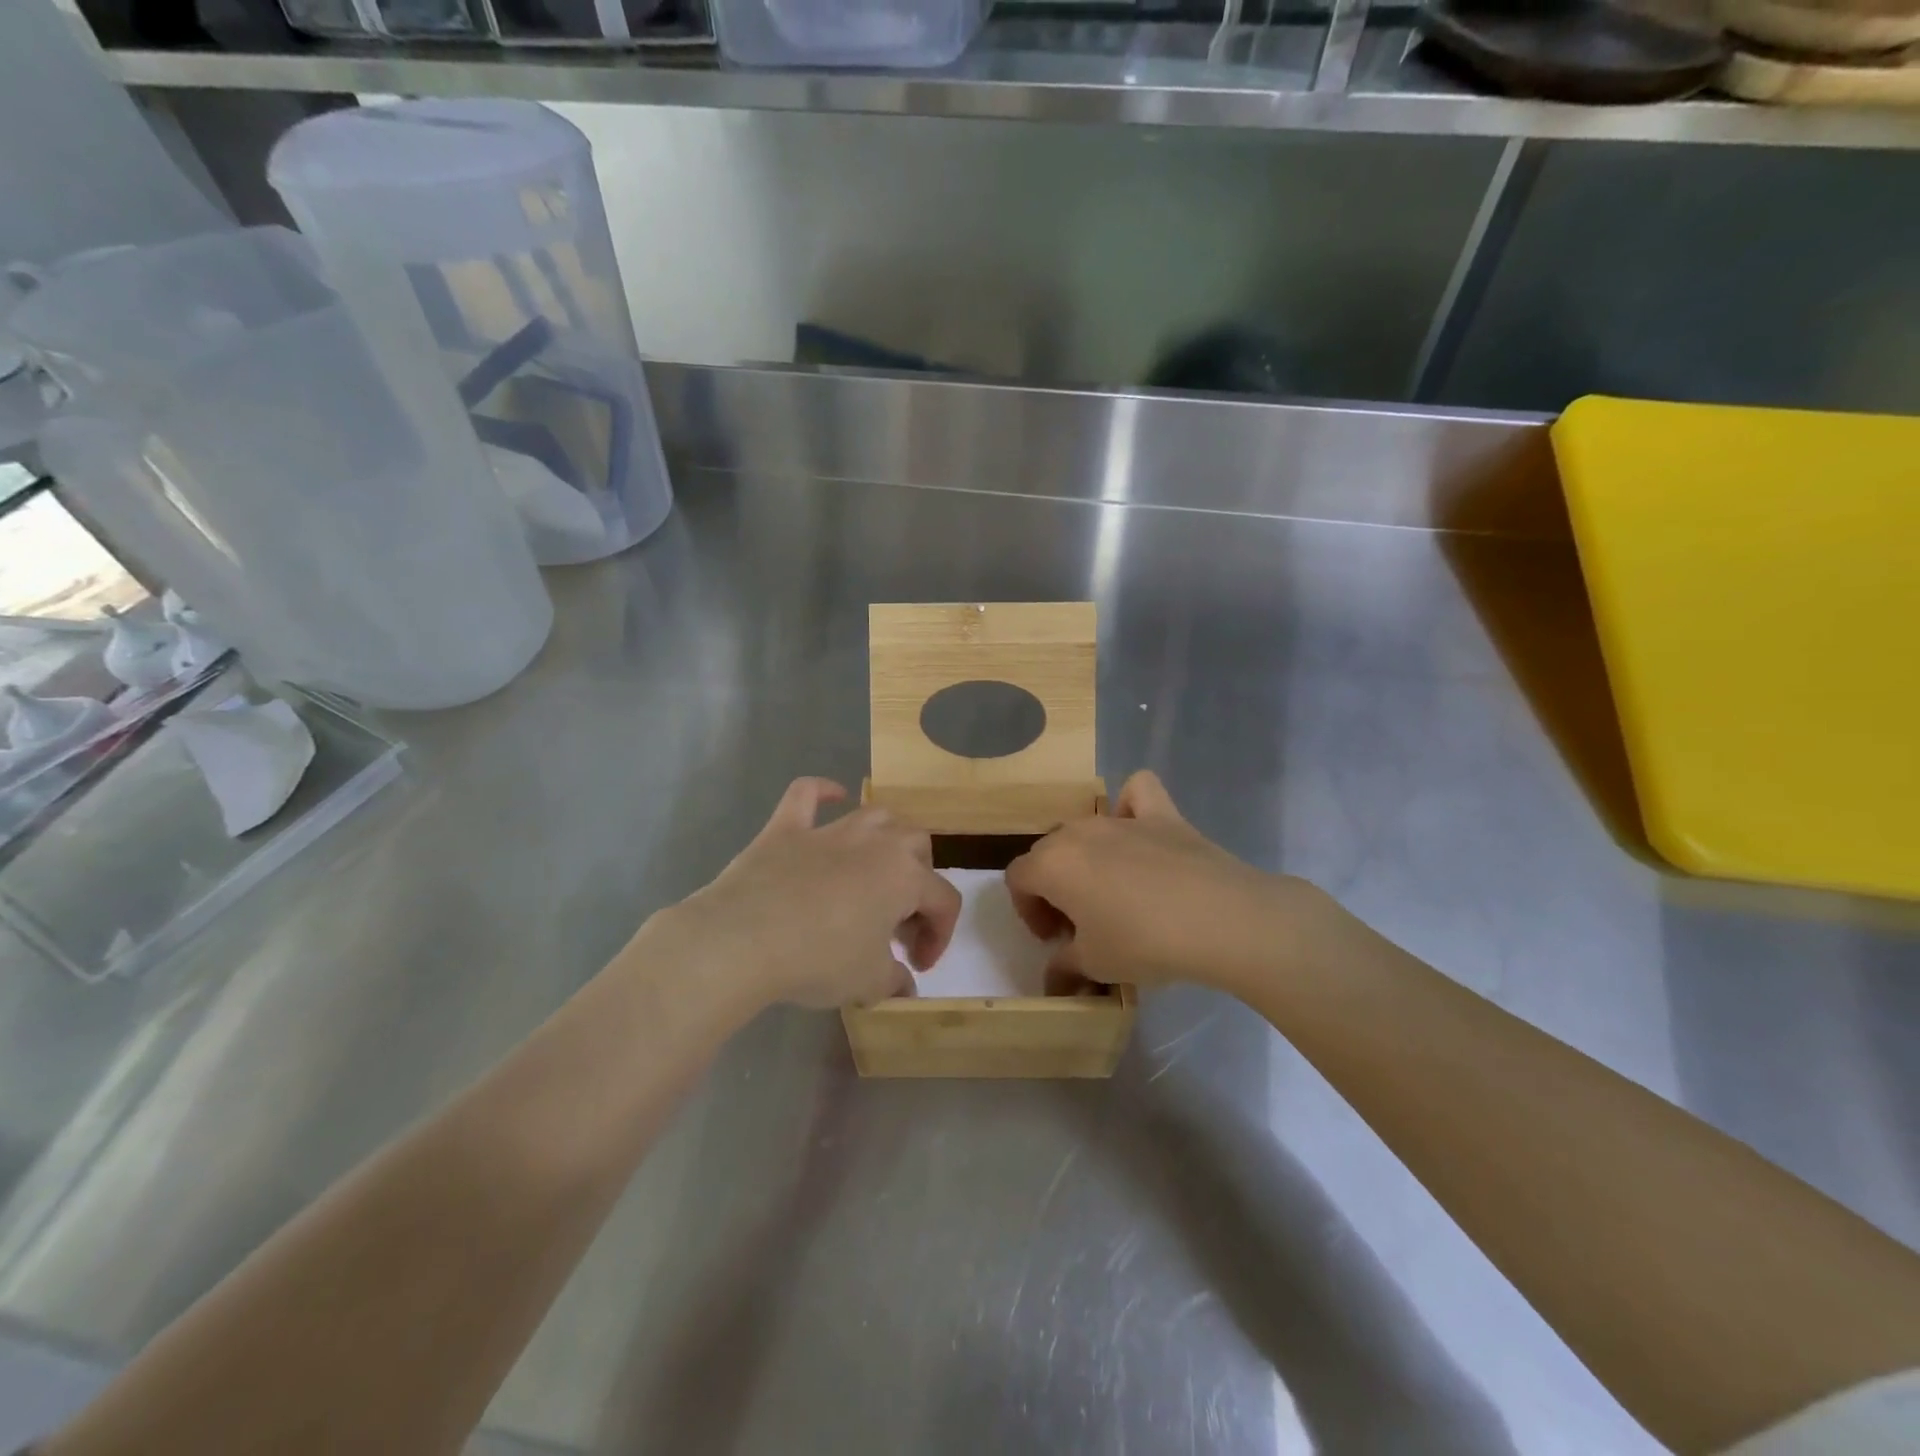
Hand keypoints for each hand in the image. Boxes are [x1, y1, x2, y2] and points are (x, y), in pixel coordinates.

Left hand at [654, 778, 962, 1010]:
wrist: (744, 940)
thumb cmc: (818, 960)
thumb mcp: (868, 982)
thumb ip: (894, 980)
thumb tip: (902, 984)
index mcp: (905, 877)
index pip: (944, 901)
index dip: (939, 936)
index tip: (917, 966)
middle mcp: (876, 843)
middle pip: (918, 846)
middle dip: (919, 879)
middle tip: (897, 919)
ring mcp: (829, 830)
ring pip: (875, 815)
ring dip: (886, 838)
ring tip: (876, 868)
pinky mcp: (786, 828)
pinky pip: (807, 794)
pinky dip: (822, 791)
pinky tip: (832, 796)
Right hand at [1005, 770, 1328, 993]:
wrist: (1221, 919)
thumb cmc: (1144, 943)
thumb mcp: (1094, 966)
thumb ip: (1063, 967)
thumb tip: (1053, 977)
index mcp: (1052, 864)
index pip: (1017, 878)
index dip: (1027, 910)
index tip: (1053, 938)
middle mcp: (1079, 831)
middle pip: (1048, 852)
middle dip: (1053, 887)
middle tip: (1079, 924)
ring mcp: (1122, 818)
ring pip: (1085, 828)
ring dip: (1085, 857)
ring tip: (1110, 892)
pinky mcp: (1163, 813)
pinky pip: (1137, 793)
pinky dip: (1132, 807)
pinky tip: (1139, 831)